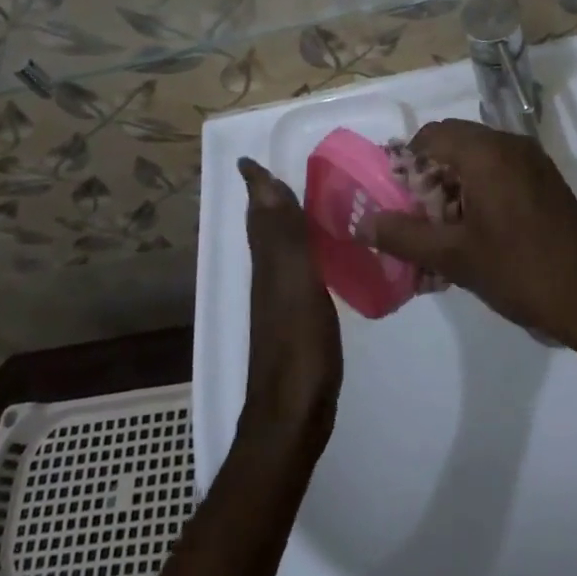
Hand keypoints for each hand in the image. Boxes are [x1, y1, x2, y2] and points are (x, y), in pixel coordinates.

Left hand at [238, 158, 341, 439]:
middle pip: (266, 227)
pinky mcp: (297, 319)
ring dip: (287, 221)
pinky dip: (304, 250)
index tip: (254, 159)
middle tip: (284, 172)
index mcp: (269, 261)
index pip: (261, 211)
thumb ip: (283, 234)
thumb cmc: (298, 346)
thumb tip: (262, 182)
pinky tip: (323, 254)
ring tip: (310, 202)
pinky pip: (297, 269)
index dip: (257, 185)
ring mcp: (281, 299)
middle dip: (270, 198)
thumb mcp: (294, 283)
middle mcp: (269, 275)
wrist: (292, 417)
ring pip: (280, 247)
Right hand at [363, 120, 576, 343]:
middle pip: (453, 142)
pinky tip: (476, 231)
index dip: (406, 163)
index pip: (431, 136)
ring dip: (453, 184)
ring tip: (444, 230)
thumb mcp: (453, 257)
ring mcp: (531, 160)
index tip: (398, 200)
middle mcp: (509, 144)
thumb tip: (362, 223)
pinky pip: (499, 169)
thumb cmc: (519, 271)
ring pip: (476, 157)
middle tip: (419, 218)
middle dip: (429, 175)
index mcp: (486, 152)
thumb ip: (403, 236)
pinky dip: (479, 189)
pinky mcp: (545, 178)